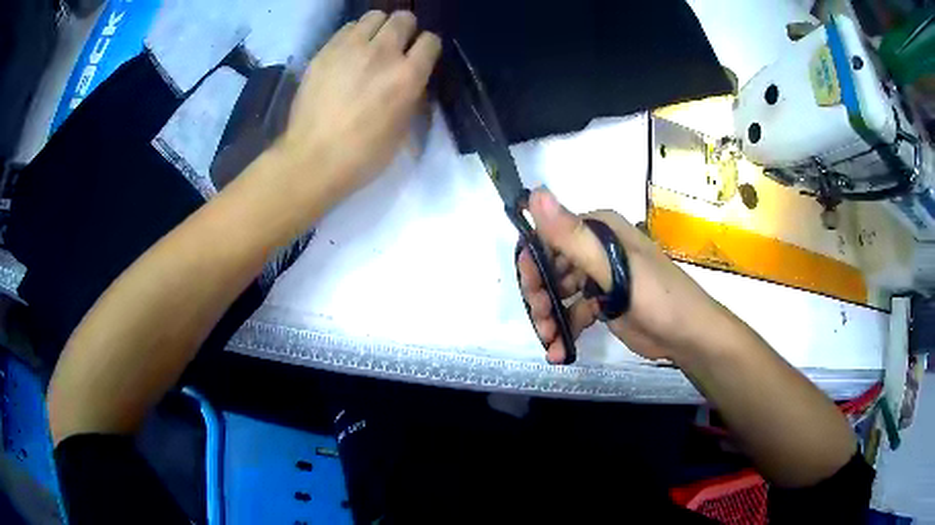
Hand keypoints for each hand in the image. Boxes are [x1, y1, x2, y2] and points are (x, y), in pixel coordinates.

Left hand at [273, 11, 440, 205]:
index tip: (420, 58)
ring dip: (378, 27)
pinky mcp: (325, 51)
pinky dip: (353, 35)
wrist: (312, 159)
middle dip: (405, 29)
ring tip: (370, 45)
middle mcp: (383, 53)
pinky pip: (347, 28)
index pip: (430, 40)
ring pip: (374, 16)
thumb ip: (411, 94)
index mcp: (408, 76)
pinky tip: (348, 53)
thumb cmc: (363, 155)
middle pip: (403, 18)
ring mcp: (350, 48)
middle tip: (396, 46)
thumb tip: (410, 78)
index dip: (427, 48)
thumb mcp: (402, 128)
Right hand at [518, 189, 736, 364]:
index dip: (534, 263)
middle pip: (551, 268)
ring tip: (551, 342)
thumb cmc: (656, 296)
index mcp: (598, 230)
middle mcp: (595, 249)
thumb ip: (572, 235)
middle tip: (542, 322)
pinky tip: (560, 351)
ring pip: (559, 293)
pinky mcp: (602, 304)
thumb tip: (535, 193)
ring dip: (550, 318)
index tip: (530, 289)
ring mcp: (599, 278)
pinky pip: (573, 312)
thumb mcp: (613, 266)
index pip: (550, 237)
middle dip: (541, 296)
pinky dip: (563, 330)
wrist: (688, 335)